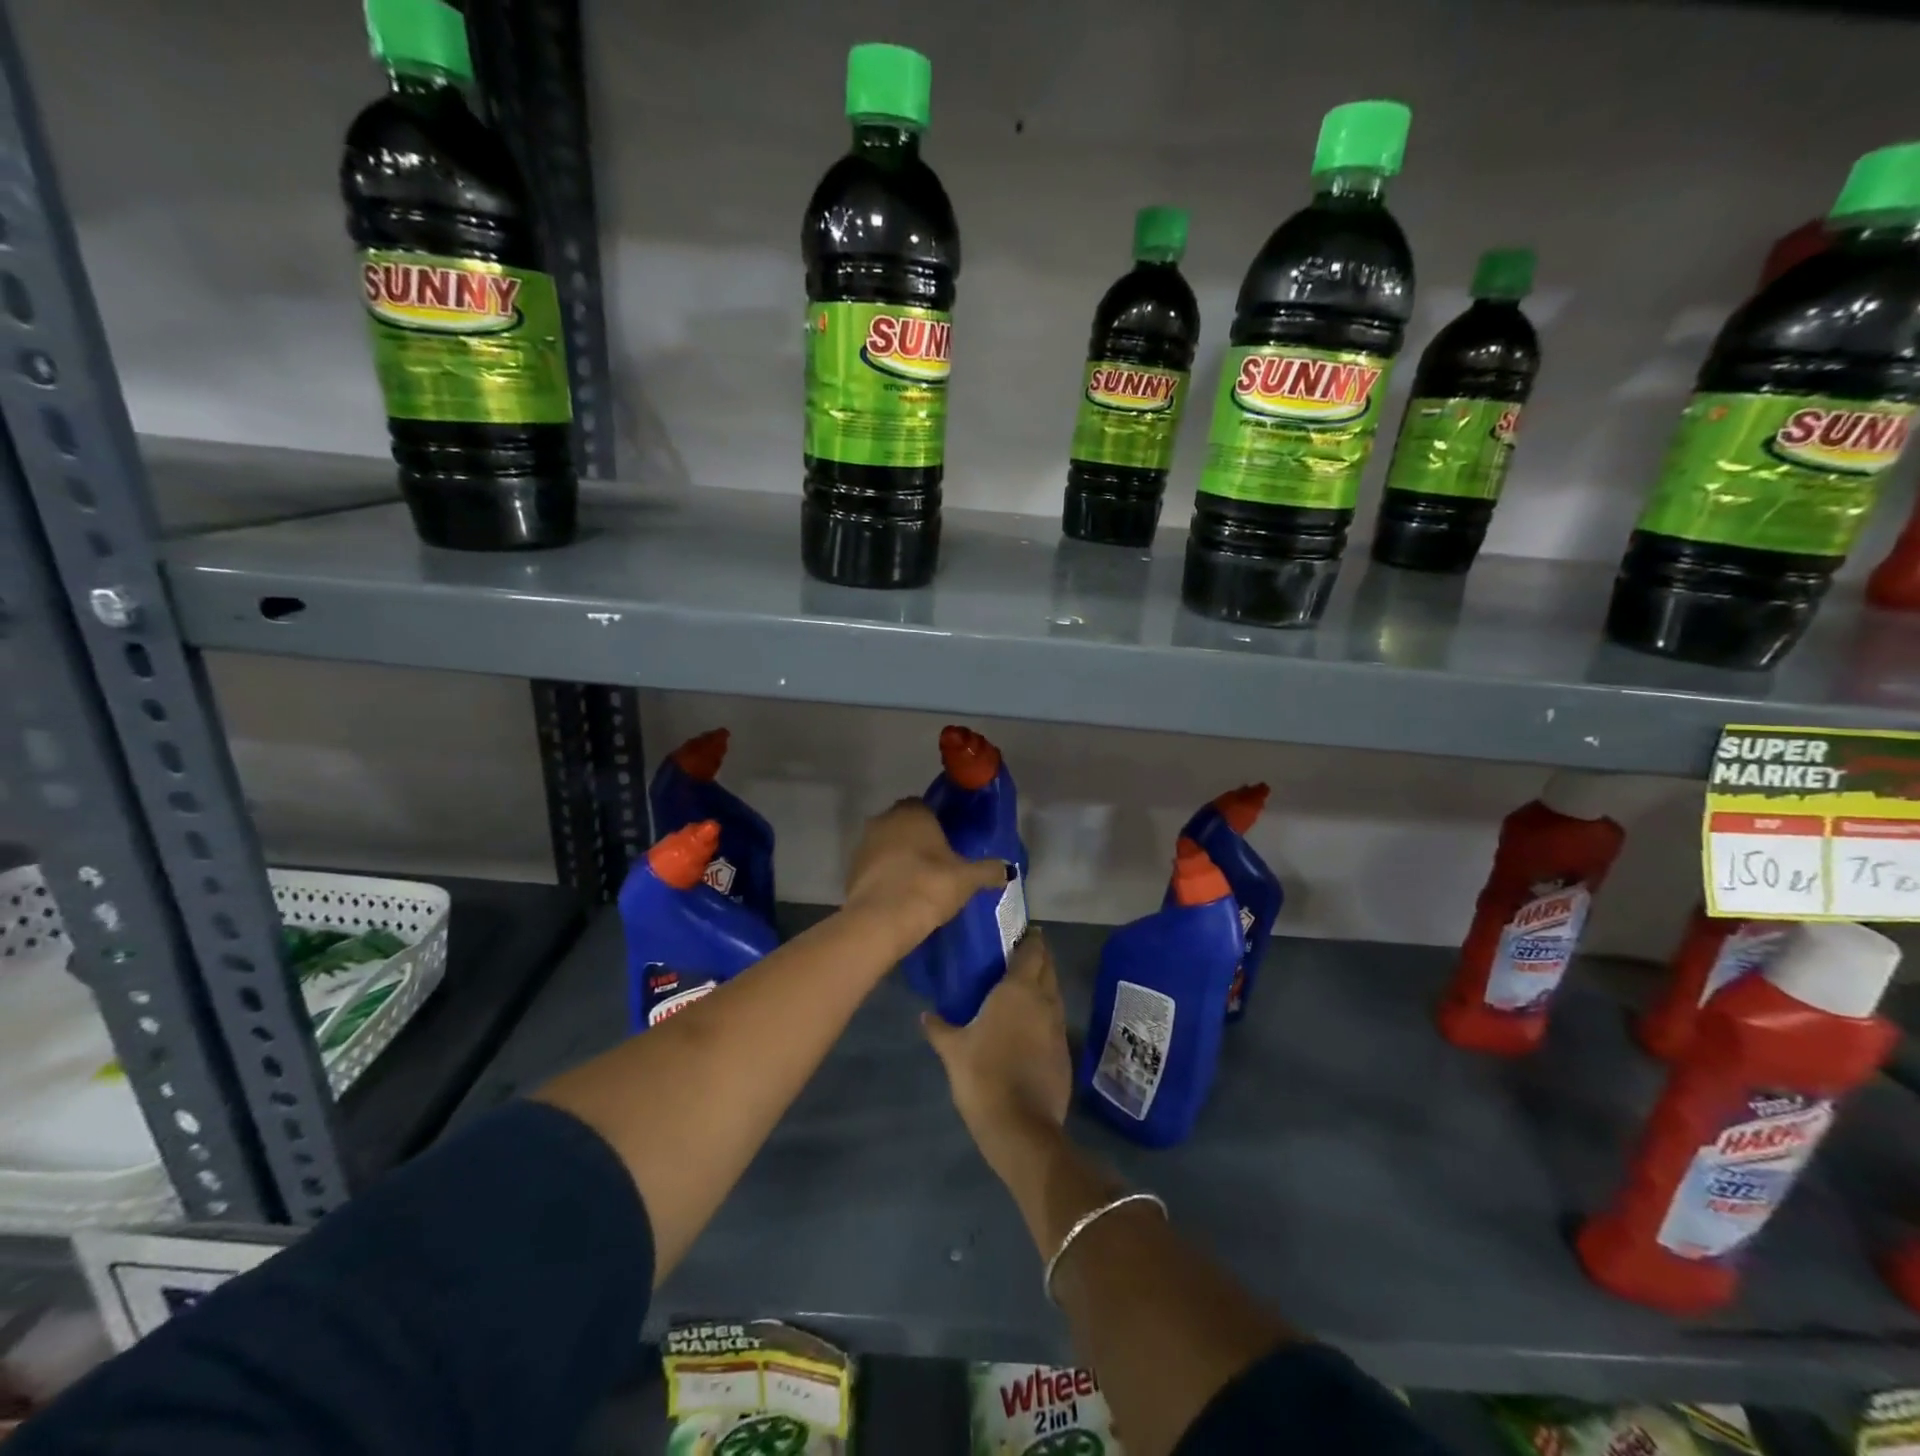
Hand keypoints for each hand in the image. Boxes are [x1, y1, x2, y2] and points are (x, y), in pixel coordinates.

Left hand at [844, 799, 1008, 950]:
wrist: (882, 919)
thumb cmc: (928, 885)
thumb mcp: (967, 879)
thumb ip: (988, 870)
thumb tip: (1008, 869)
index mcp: (913, 812)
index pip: (926, 807)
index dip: (938, 825)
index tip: (949, 845)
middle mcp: (884, 819)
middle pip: (905, 825)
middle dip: (918, 841)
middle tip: (938, 865)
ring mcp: (864, 844)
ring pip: (887, 846)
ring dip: (900, 858)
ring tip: (919, 883)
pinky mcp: (851, 870)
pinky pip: (875, 868)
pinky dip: (886, 877)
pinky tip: (900, 896)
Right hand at [922, 930, 1071, 1181]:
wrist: (1021, 1126)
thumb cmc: (983, 1076)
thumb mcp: (952, 1050)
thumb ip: (939, 1028)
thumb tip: (925, 1014)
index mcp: (1018, 990)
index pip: (1031, 951)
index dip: (1029, 938)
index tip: (1020, 931)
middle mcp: (1044, 1000)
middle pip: (1048, 967)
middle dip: (1038, 956)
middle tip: (1020, 952)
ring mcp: (1058, 1026)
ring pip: (1055, 992)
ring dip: (1044, 983)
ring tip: (1023, 984)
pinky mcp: (1064, 1050)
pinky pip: (1056, 1018)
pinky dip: (1046, 1011)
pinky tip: (1030, 1022)